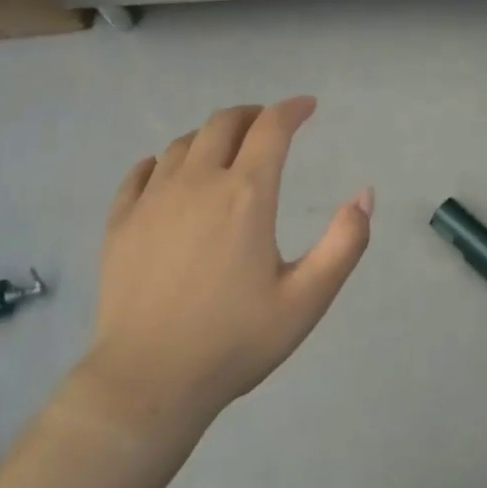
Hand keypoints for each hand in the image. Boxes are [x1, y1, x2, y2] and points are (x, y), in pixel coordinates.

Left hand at [78, 97, 372, 431]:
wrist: (149, 381)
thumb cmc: (235, 341)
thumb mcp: (307, 299)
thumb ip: (345, 243)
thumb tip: (365, 195)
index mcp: (246, 195)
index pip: (271, 128)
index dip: (292, 109)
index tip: (307, 106)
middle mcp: (198, 182)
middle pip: (224, 123)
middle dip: (252, 115)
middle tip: (268, 125)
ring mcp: (152, 199)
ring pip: (183, 143)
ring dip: (211, 136)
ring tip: (225, 150)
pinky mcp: (120, 221)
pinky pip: (141, 172)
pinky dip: (163, 161)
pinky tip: (168, 172)